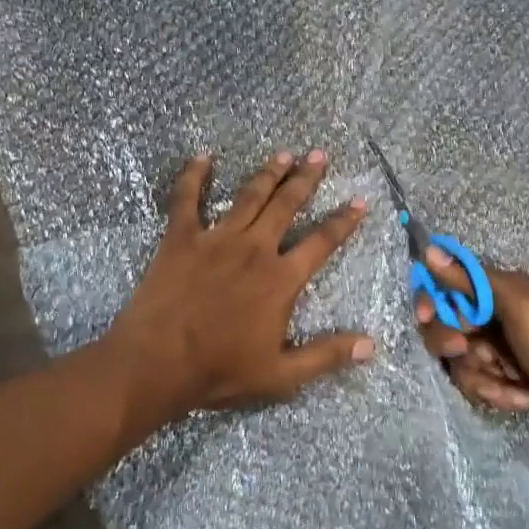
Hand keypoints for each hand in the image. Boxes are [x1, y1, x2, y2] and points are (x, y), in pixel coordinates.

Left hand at [107, 150, 372, 429]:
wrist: (157, 363)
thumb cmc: (220, 370)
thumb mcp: (282, 374)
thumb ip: (326, 355)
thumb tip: (371, 345)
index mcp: (280, 279)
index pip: (322, 242)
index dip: (344, 222)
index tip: (360, 201)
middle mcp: (254, 249)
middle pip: (286, 206)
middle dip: (305, 179)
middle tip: (319, 155)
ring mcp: (216, 239)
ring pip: (249, 197)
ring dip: (268, 173)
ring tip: (284, 153)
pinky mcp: (181, 238)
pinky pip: (187, 199)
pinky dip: (193, 176)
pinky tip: (202, 157)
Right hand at [415, 251, 528, 452]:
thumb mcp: (515, 305)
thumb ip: (469, 278)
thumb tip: (429, 248)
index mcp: (497, 289)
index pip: (445, 286)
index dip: (430, 301)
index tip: (425, 316)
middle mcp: (491, 316)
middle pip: (442, 325)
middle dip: (452, 343)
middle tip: (467, 350)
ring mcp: (495, 350)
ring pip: (456, 360)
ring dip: (479, 376)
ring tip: (509, 384)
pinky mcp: (498, 379)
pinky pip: (473, 383)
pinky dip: (492, 392)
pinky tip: (519, 397)